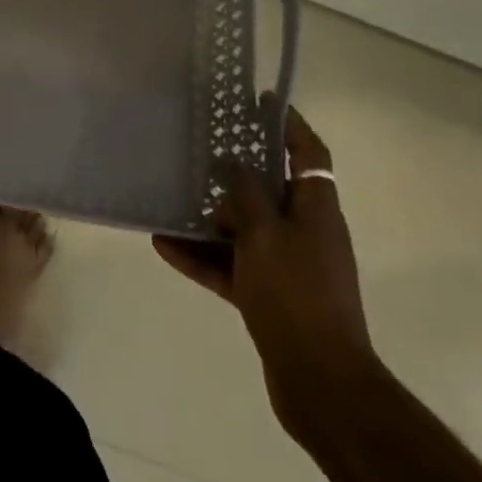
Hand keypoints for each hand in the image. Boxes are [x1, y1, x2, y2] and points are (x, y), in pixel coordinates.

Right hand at [153, 101, 376, 437]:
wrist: (319, 380)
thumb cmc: (295, 295)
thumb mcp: (264, 236)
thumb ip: (247, 196)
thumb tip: (235, 165)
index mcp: (316, 211)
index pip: (309, 154)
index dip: (289, 125)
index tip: (261, 102)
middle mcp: (305, 232)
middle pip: (271, 191)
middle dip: (236, 174)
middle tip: (200, 153)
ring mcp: (288, 266)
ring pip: (245, 230)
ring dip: (210, 219)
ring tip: (172, 200)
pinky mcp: (270, 295)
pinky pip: (231, 265)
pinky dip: (203, 256)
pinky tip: (163, 245)